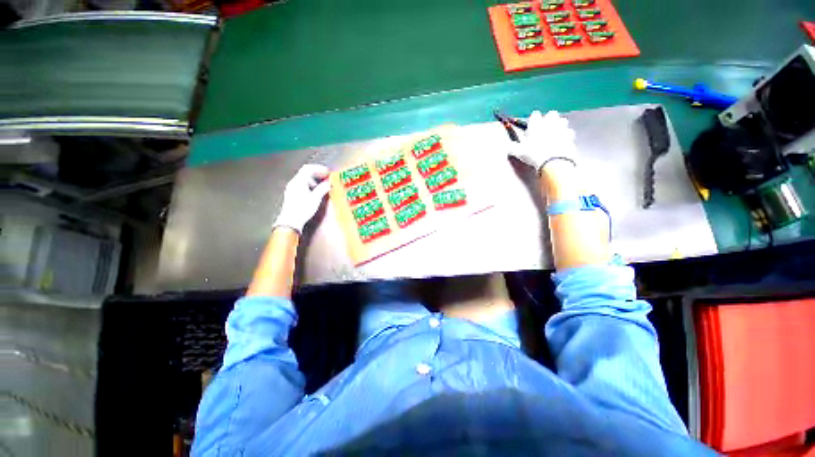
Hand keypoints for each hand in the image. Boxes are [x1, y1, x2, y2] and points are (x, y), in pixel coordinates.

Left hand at [272, 164, 331, 233]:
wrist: (291, 221)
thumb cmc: (303, 209)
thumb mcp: (316, 198)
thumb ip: (322, 189)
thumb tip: (328, 183)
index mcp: (298, 181)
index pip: (308, 168)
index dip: (319, 168)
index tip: (327, 172)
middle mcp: (293, 183)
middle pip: (305, 174)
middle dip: (317, 175)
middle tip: (326, 179)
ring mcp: (291, 189)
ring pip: (303, 180)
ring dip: (314, 182)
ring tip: (322, 188)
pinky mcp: (292, 195)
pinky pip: (301, 186)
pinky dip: (309, 187)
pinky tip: (314, 194)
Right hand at [508, 110, 577, 173]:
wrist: (553, 161)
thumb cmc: (534, 154)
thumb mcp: (519, 153)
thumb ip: (513, 148)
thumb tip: (508, 146)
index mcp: (536, 124)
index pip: (535, 115)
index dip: (533, 119)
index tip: (532, 123)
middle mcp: (549, 123)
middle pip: (551, 114)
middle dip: (549, 118)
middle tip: (545, 126)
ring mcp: (561, 129)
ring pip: (562, 120)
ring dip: (559, 124)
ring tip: (555, 131)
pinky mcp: (570, 137)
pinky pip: (569, 132)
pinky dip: (566, 135)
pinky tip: (563, 140)